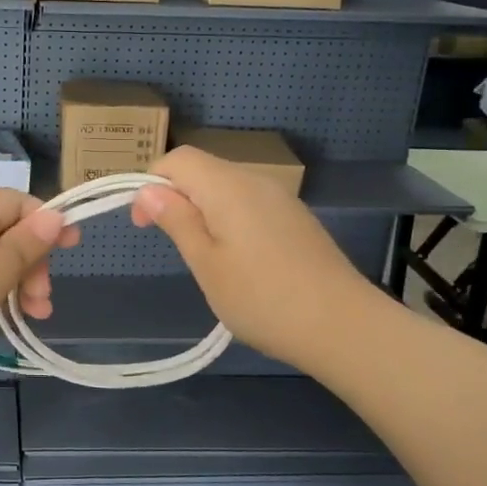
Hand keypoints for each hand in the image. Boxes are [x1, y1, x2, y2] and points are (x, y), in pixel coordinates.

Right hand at [132, 147, 374, 372]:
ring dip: (204, 211)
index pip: (178, 159)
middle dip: (177, 197)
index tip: (143, 224)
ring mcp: (281, 199)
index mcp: (228, 186)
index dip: (151, 183)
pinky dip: (230, 220)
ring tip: (205, 258)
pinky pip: (250, 205)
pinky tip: (239, 261)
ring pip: (227, 188)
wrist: (343, 326)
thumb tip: (148, 189)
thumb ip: (177, 220)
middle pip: (204, 170)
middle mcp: (256, 181)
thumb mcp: (206, 263)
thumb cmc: (262, 298)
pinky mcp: (296, 219)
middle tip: (173, 246)